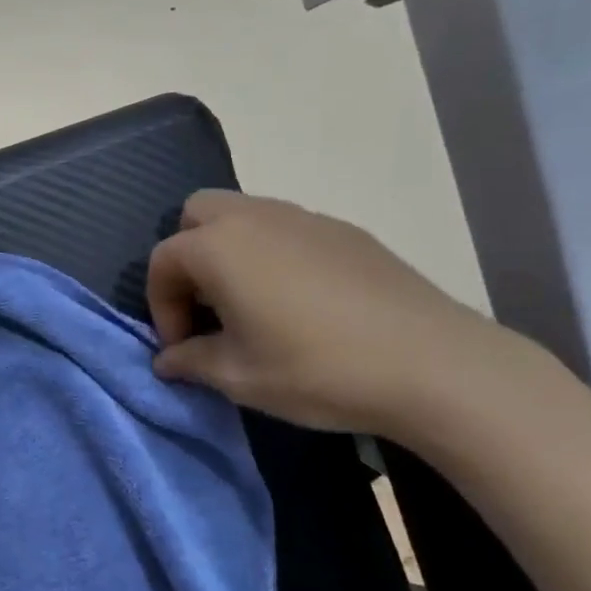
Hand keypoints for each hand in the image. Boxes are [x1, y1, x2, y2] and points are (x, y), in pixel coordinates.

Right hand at [146, 190, 512, 437]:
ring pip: (243, 216)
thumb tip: (168, 359)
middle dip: (187, 257)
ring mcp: (304, 217)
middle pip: (197, 214)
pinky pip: (287, 229)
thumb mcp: (239, 376)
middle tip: (207, 307)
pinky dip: (272, 254)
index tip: (181, 348)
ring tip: (250, 306)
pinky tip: (300, 303)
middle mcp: (254, 217)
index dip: (160, 306)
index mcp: (218, 247)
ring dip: (229, 252)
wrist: (430, 363)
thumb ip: (190, 361)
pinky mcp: (344, 230)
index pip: (163, 260)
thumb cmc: (316, 368)